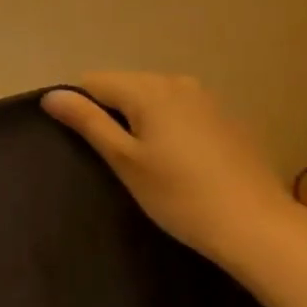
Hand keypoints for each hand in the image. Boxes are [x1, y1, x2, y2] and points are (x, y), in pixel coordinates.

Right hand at [41, 73, 296, 262]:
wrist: (255, 225)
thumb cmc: (179, 195)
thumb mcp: (124, 160)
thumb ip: (88, 122)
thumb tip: (51, 95)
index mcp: (149, 90)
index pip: (93, 82)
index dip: (79, 108)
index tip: (83, 144)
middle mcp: (178, 82)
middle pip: (125, 86)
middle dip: (110, 113)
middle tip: (111, 158)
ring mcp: (207, 99)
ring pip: (154, 98)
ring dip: (139, 120)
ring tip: (142, 161)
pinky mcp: (226, 118)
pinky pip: (180, 111)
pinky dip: (167, 127)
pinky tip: (176, 162)